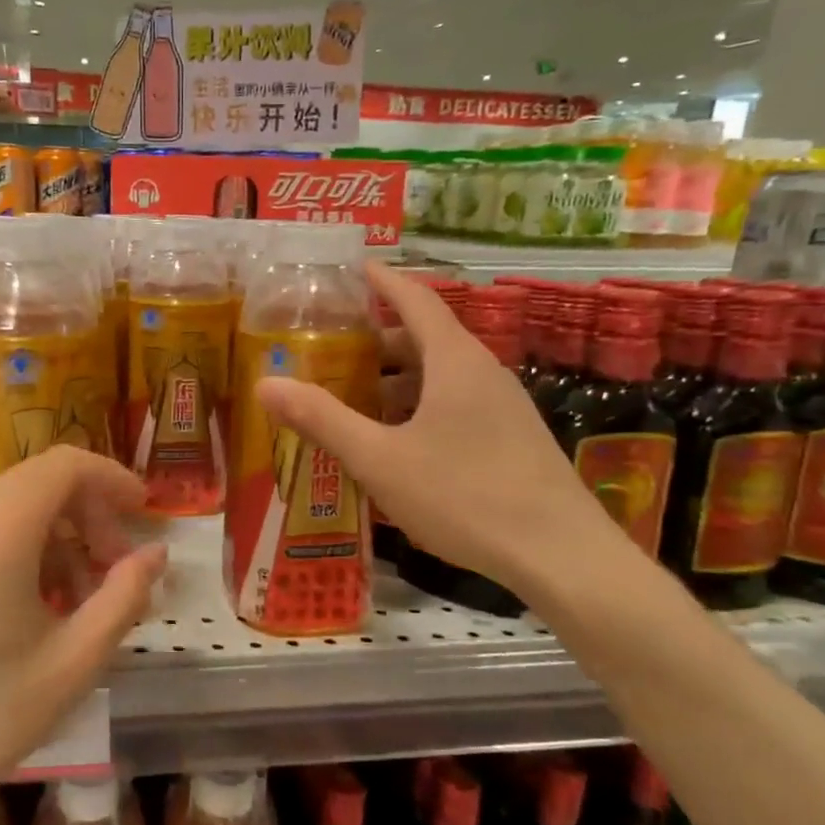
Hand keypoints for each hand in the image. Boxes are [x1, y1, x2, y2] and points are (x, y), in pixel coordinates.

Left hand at [0, 446, 165, 824]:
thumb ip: (122, 597)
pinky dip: (19, 548)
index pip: (64, 466)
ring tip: (79, 599)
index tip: (144, 512)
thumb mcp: (71, 664)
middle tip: (116, 570)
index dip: (112, 478)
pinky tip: (32, 606)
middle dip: (88, 516)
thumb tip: (155, 555)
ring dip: (56, 537)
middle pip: (38, 484)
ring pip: (8, 507)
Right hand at [256, 261, 619, 593]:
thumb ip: (323, 419)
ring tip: (352, 398)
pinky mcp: (511, 437)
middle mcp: (483, 371)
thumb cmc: (464, 495)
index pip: (415, 299)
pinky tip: (395, 443)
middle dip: (377, 340)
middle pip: (425, 338)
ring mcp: (503, 406)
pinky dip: (419, 407)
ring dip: (396, 380)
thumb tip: (265, 384)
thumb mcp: (380, 459)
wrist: (560, 555)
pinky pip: (456, 404)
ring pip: (440, 376)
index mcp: (454, 360)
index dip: (381, 281)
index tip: (350, 269)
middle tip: (330, 349)